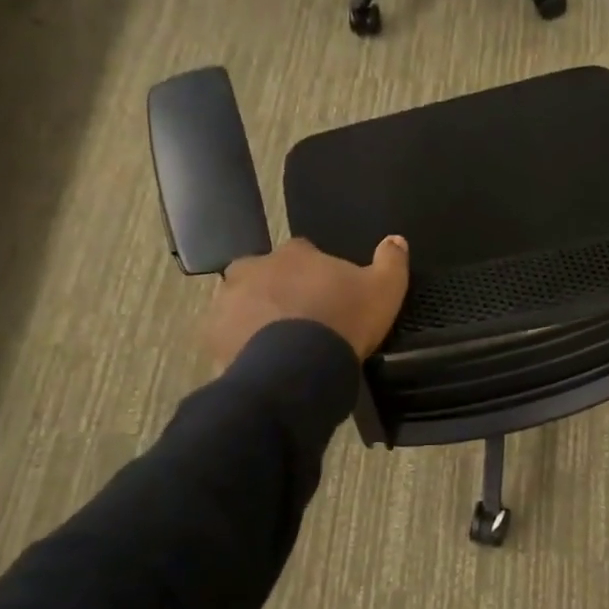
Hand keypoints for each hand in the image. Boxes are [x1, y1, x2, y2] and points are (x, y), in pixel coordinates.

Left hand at [203, 236, 409, 367]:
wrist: (297, 369)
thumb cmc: (343, 321)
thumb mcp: (384, 290)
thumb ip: (391, 261)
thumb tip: (396, 239)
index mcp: (294, 253)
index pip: (304, 253)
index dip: (317, 273)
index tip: (329, 294)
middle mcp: (253, 267)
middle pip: (268, 274)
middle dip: (281, 290)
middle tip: (302, 318)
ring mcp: (228, 301)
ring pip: (244, 302)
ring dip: (258, 315)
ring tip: (281, 344)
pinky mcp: (213, 335)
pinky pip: (229, 335)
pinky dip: (241, 343)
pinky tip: (263, 360)